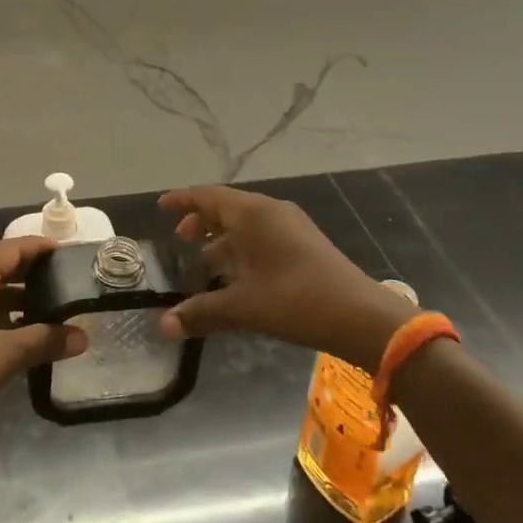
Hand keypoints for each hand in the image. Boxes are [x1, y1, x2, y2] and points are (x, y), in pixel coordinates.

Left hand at [0, 236, 87, 457]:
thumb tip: (83, 338)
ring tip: (50, 307)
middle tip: (66, 280)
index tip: (69, 254)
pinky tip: (20, 331)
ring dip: (16, 294)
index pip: (12, 248)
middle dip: (31, 271)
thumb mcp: (5, 356)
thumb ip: (45, 341)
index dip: (41, 248)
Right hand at [157, 185, 414, 369]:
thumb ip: (201, 312)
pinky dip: (243, 247)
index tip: (161, 206)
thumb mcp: (243, 307)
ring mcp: (291, 226)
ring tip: (205, 262)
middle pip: (227, 207)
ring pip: (247, 223)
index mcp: (252, 214)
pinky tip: (239, 275)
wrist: (361, 317)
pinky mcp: (305, 244)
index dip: (182, 200)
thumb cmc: (296, 301)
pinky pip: (263, 234)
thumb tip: (163, 326)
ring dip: (223, 238)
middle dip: (202, 221)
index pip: (207, 196)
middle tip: (181, 239)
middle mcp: (270, 211)